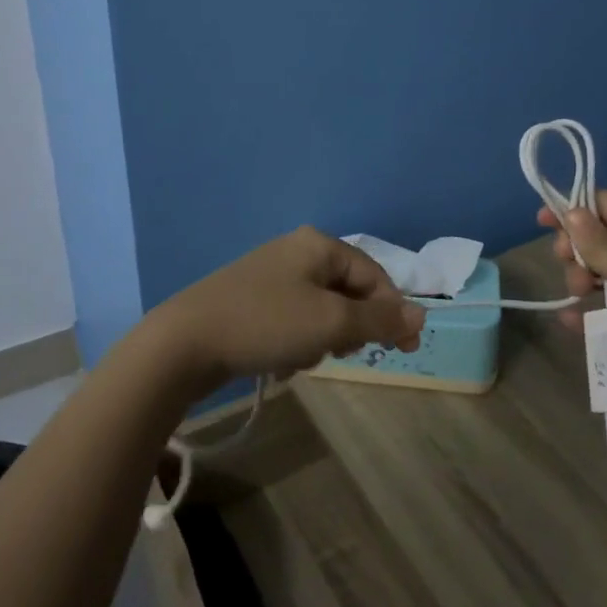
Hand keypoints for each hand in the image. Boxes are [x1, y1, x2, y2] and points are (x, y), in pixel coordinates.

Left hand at [148, 227, 425, 394]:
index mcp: (319, 245)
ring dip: (320, 339)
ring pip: (321, 311)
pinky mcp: (251, 299)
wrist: (185, 342)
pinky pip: (292, 320)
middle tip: (339, 353)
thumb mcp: (331, 322)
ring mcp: (270, 274)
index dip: (393, 312)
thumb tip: (422, 315)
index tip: (405, 351)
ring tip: (300, 358)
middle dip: (348, 328)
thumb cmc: (267, 323)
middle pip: (348, 292)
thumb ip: (380, 319)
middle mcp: (297, 251)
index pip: (374, 275)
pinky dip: (295, 342)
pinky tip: (278, 361)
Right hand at [539, 191, 606, 415]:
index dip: (574, 209)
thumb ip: (599, 245)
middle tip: (567, 266)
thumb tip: (571, 212)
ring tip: (578, 297)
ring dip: (584, 281)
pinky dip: (592, 313)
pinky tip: (572, 323)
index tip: (541, 220)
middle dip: (579, 250)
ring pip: (605, 275)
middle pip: (604, 239)